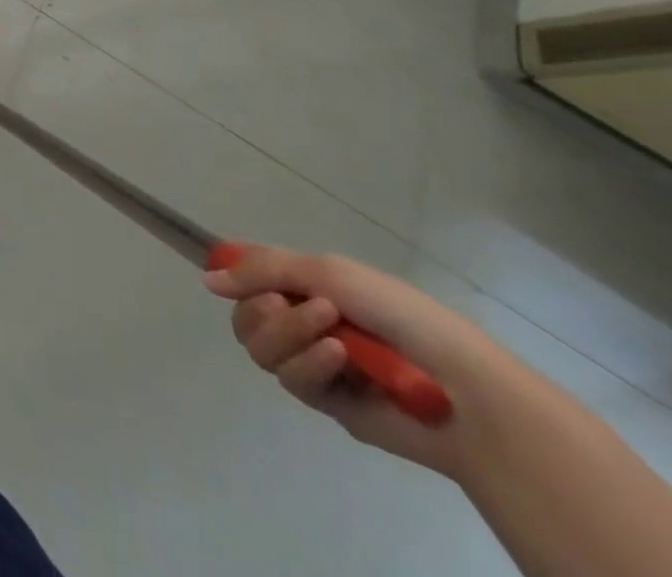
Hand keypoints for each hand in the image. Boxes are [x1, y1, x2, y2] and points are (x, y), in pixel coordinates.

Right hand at [205, 246, 528, 478]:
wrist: (463, 388)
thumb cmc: (399, 314)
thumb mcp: (327, 271)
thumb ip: (262, 270)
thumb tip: (207, 281)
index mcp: (306, 286)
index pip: (249, 275)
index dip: (233, 275)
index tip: (225, 278)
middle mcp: (302, 321)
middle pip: (244, 314)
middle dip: (263, 309)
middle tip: (285, 304)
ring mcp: (313, 362)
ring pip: (260, 347)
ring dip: (288, 335)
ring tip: (332, 336)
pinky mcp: (326, 401)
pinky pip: (291, 379)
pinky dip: (310, 364)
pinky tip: (340, 361)